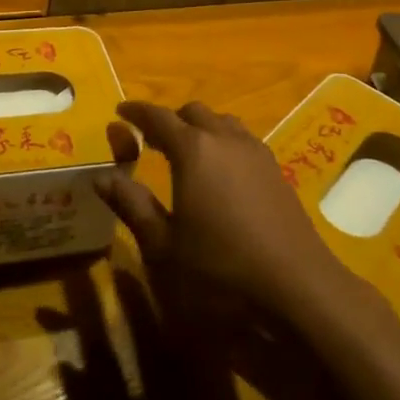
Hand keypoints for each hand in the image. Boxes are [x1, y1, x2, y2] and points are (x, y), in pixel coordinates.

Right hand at [98, 101, 370, 323]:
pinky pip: (243, 140)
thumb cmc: (220, 269)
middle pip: (194, 112)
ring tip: (186, 154)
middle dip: (170, 120)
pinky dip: (224, 143)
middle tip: (150, 140)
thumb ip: (131, 205)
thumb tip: (100, 177)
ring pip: (223, 123)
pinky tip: (221, 175)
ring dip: (200, 129)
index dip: (137, 112)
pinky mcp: (277, 170)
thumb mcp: (163, 245)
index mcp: (193, 150)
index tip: (120, 112)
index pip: (158, 117)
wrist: (298, 287)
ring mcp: (256, 153)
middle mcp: (225, 140)